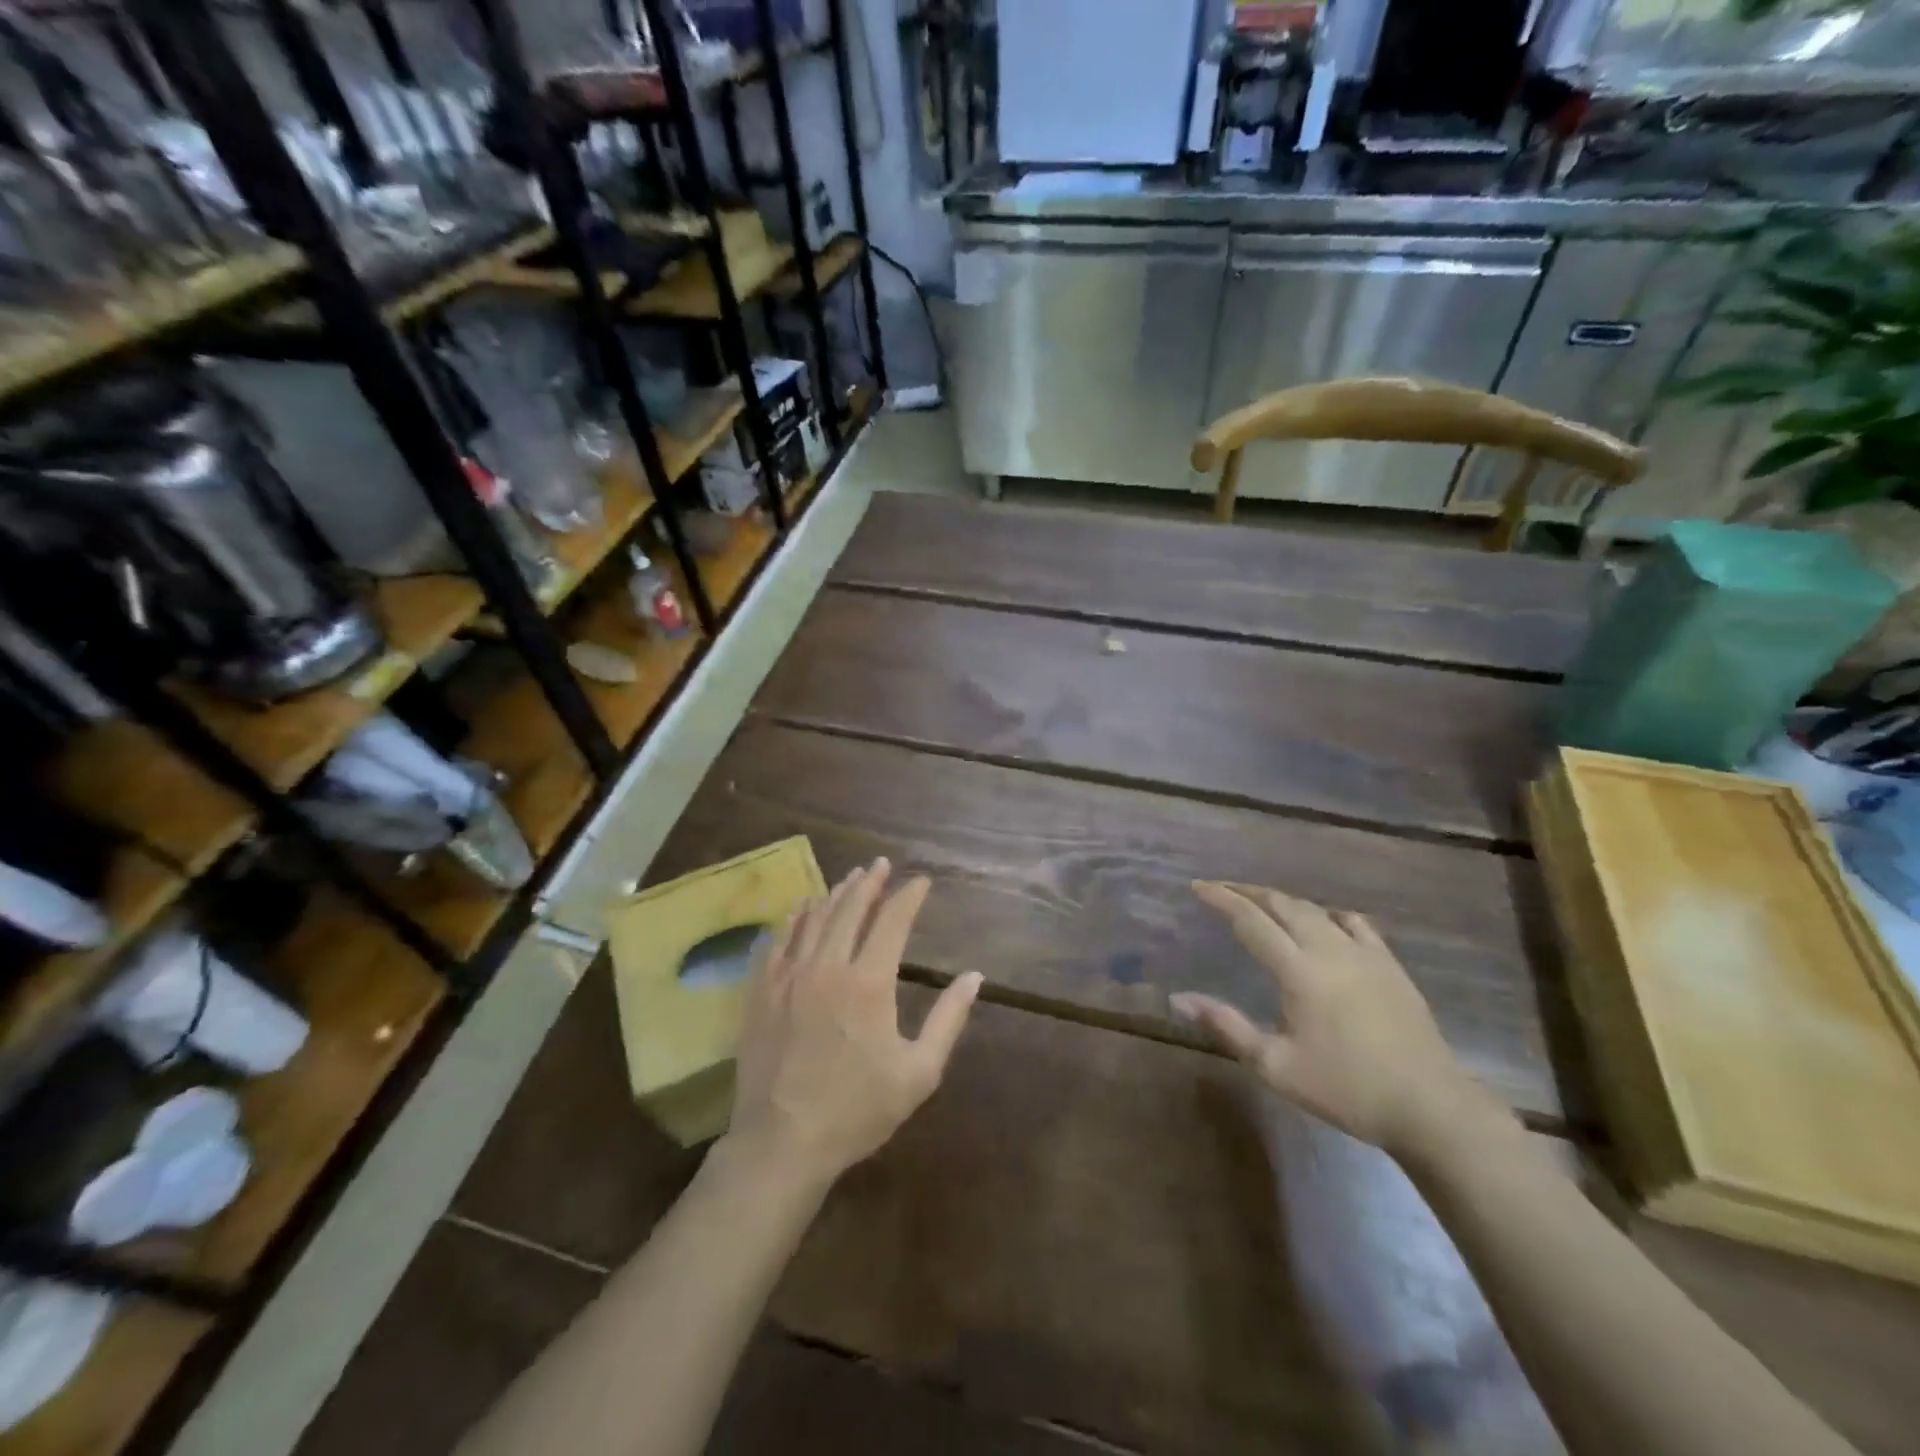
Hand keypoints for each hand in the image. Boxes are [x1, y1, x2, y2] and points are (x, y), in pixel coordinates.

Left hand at [724, 859, 981, 1188]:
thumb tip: (974, 976)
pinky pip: (778, 940)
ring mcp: (788, 975)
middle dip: (870, 882)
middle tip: (881, 864)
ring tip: (850, 878)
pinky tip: (801, 908)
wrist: (781, 1143)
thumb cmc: (857, 1110)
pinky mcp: (761, 991)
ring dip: (835, 894)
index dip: (909, 896)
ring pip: (814, 918)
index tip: (921, 881)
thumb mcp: (919, 1072)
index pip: (893, 921)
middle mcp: (827, 966)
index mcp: (869, 982)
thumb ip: (949, 1019)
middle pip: (850, 909)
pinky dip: (794, 918)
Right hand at [1171, 882, 1496, 1159]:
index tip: (1198, 887)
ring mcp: (1364, 953)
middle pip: (1282, 904)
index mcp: (1298, 971)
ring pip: (1315, 909)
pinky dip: (1327, 914)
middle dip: (1247, 892)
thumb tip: (1179, 998)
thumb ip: (1227, 1026)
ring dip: (1282, 900)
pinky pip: (1354, 922)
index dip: (1221, 899)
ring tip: (1262, 902)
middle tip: (1222, 889)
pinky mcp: (1390, 964)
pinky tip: (1323, 922)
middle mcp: (1329, 949)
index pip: (1250, 920)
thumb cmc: (1346, 1089)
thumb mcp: (1275, 1066)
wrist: (1430, 1107)